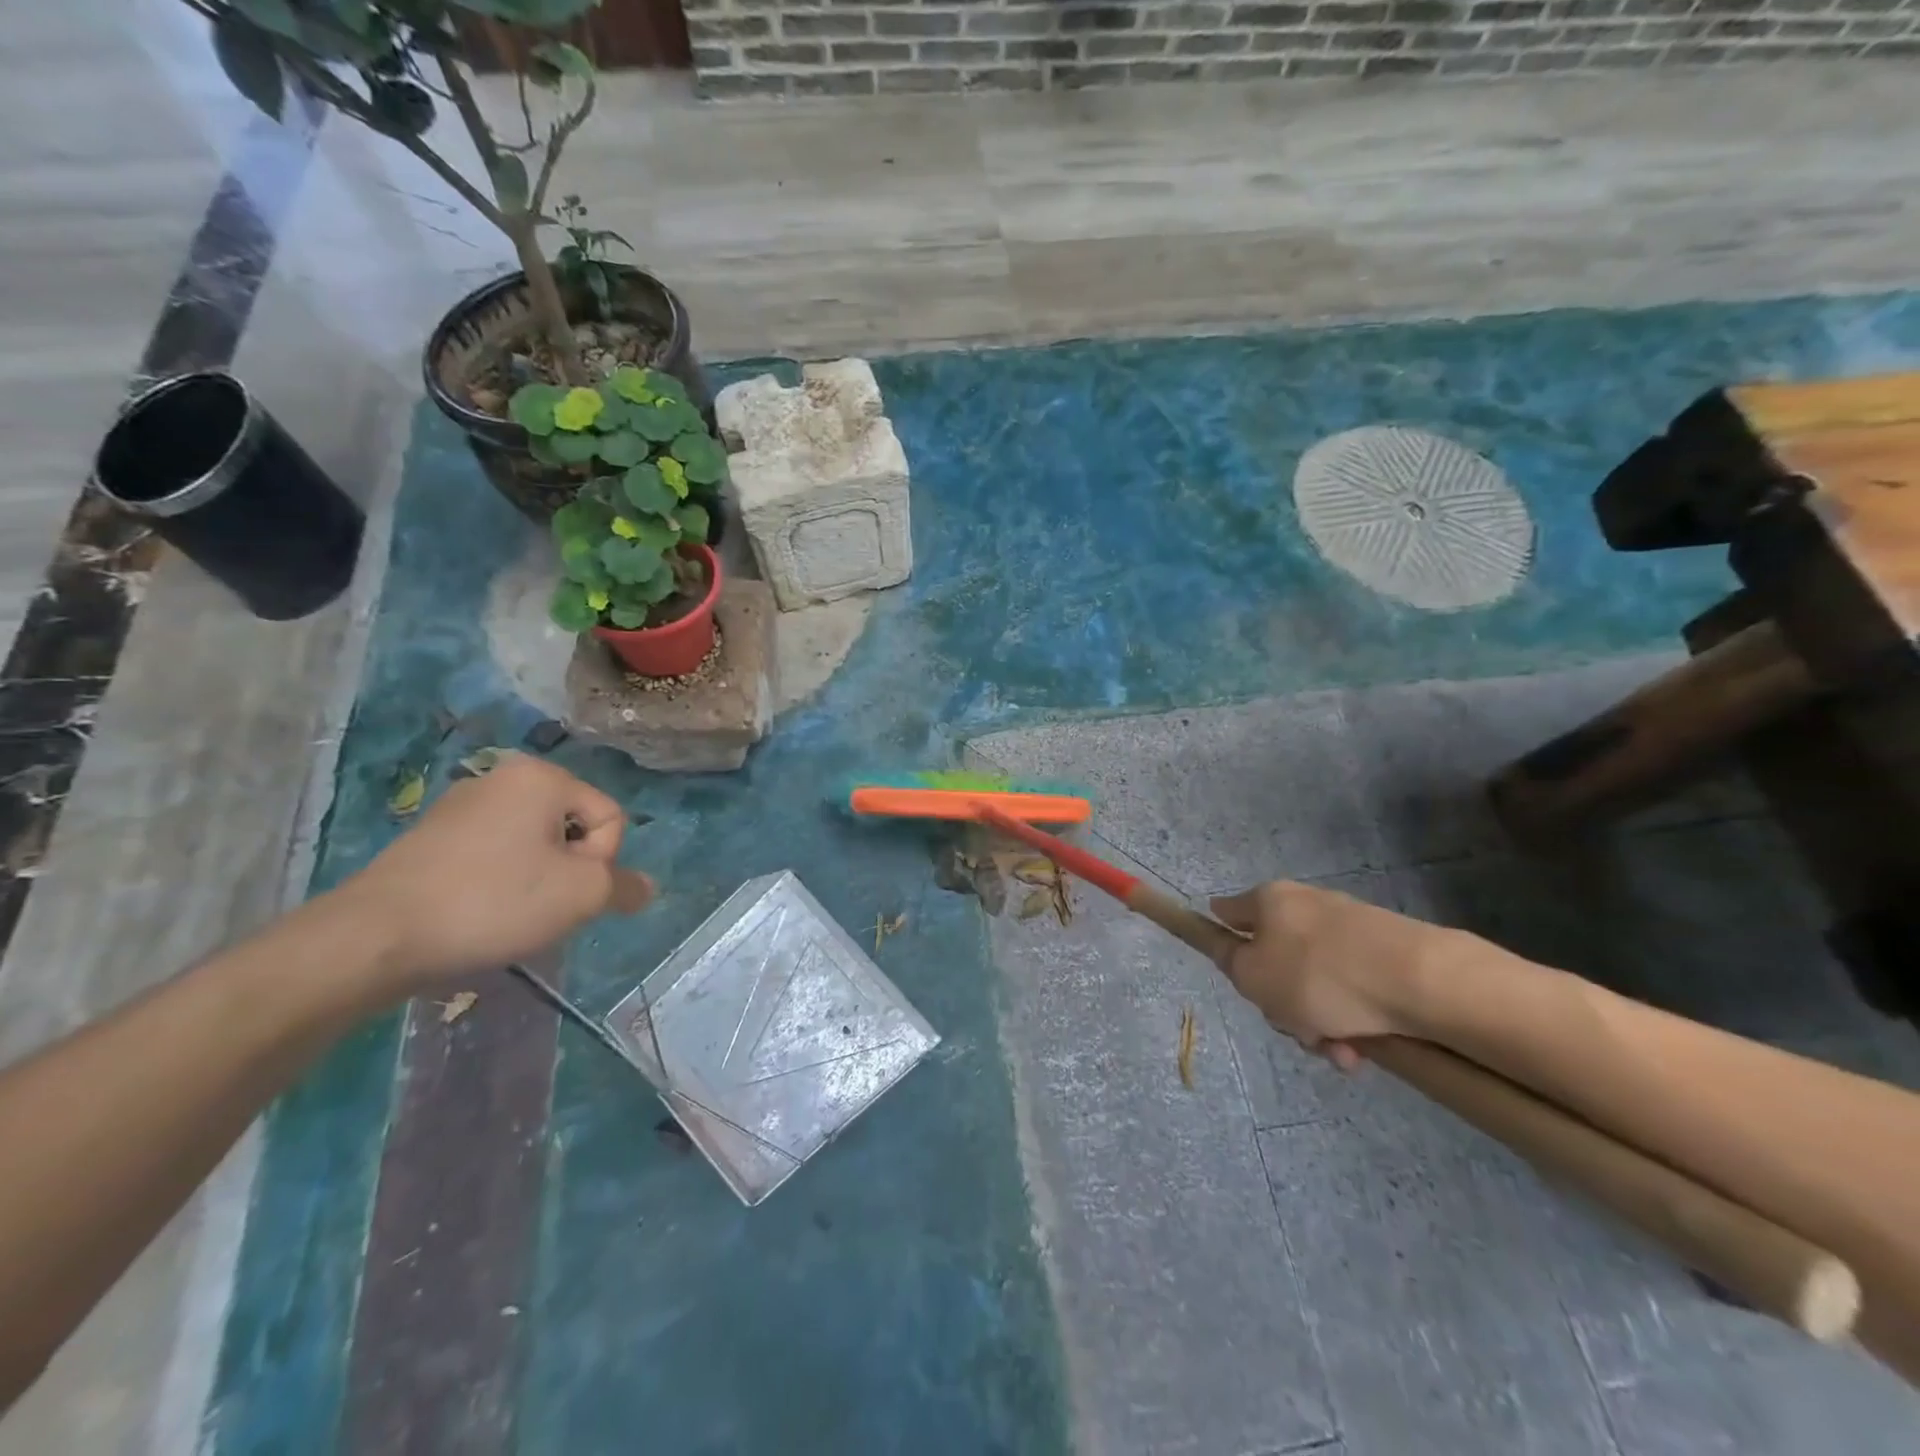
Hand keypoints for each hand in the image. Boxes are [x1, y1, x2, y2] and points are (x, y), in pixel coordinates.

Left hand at [339, 752, 653, 989]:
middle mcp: (503, 777)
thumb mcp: (581, 896)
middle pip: (573, 829)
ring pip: (535, 845)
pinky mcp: (431, 837)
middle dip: (569, 871)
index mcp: (543, 777)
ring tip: (508, 914)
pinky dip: (500, 883)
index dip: (601, 863)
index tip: (565, 893)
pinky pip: (495, 855)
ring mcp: (461, 805)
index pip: (610, 819)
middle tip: (542, 907)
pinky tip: (479, 913)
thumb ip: (623, 887)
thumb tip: (645, 888)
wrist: (373, 937)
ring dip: (537, 880)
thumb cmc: (493, 902)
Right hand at [1209, 881, 1444, 1071]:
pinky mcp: (1385, 951)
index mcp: (1269, 901)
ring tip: (1339, 1053)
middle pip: (1276, 958)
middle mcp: (1306, 905)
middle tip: (1294, 1030)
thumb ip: (1231, 963)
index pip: (1229, 910)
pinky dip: (1352, 1019)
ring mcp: (1348, 927)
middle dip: (1282, 1003)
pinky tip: (1361, 1049)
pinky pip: (1353, 989)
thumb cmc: (1317, 975)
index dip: (1221, 934)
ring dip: (1319, 1022)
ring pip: (1316, 982)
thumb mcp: (1253, 977)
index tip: (1226, 963)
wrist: (1417, 980)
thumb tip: (1233, 949)